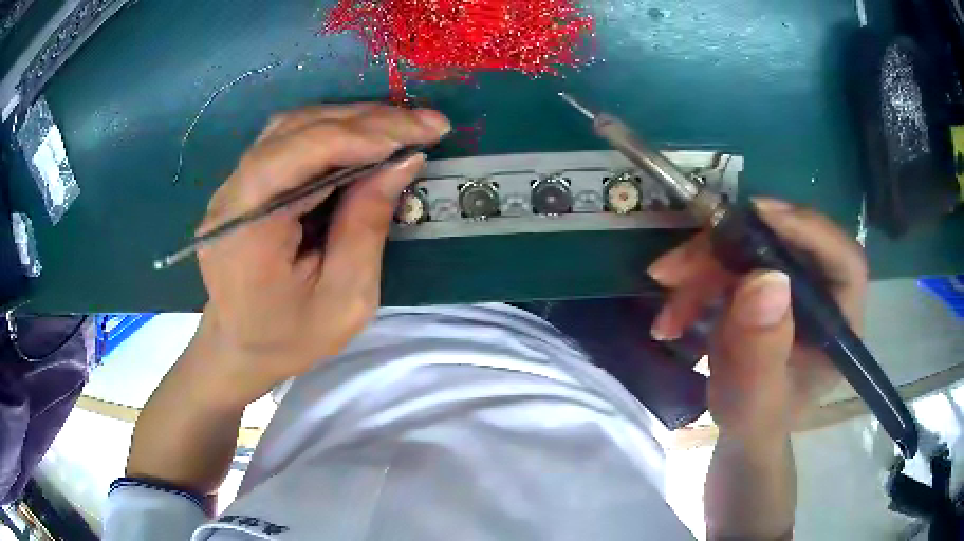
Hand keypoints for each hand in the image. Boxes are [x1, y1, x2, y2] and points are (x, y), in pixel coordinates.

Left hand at [186, 103, 450, 404]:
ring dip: (352, 119)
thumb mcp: (345, 298)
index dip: (358, 136)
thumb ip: (367, 225)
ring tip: (404, 126)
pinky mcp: (244, 182)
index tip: (417, 136)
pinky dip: (333, 132)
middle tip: (426, 124)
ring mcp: (232, 185)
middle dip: (367, 121)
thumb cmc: (292, 337)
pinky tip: (367, 137)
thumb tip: (402, 160)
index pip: (296, 156)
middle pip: (296, 131)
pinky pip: (289, 140)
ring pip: (293, 126)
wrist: (242, 347)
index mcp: (246, 231)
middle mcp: (231, 196)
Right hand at [647, 199, 868, 444]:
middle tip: (678, 268)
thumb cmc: (756, 421)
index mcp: (839, 323)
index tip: (760, 215)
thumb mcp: (756, 400)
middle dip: (728, 251)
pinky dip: (694, 282)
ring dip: (700, 269)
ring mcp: (789, 283)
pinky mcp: (763, 282)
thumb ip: (763, 351)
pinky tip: (672, 316)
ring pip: (748, 247)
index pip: (844, 261)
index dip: (810, 229)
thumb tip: (765, 279)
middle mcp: (820, 292)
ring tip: (668, 311)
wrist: (739, 425)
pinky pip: (727, 262)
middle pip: (786, 242)